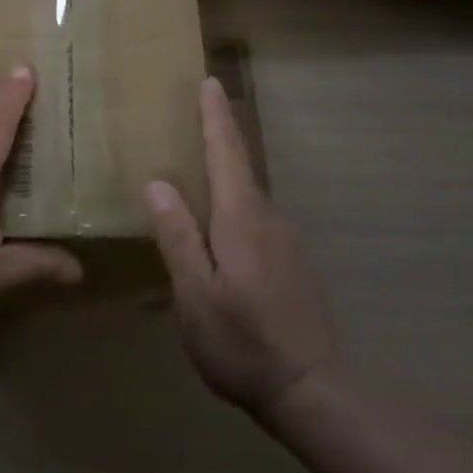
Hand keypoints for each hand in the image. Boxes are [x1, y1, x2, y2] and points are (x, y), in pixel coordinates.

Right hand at [142, 77, 339, 417]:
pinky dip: (233, 209)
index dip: (215, 116)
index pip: (226, 151)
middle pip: (239, 167)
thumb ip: (178, 236)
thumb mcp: (196, 294)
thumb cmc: (244, 342)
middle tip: (192, 118)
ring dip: (224, 178)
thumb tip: (158, 183)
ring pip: (246, 197)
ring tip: (195, 177)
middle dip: (218, 138)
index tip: (209, 81)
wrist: (315, 391)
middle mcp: (268, 218)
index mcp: (241, 217)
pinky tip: (219, 235)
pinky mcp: (291, 263)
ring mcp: (285, 241)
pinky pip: (255, 221)